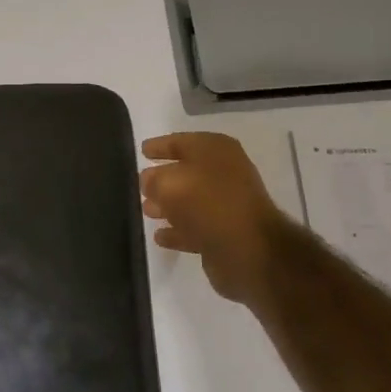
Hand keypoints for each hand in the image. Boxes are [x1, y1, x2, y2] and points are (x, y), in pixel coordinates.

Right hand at [140, 132, 291, 306]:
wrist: (250, 250)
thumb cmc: (209, 204)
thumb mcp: (169, 184)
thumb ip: (153, 179)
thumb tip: (149, 182)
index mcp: (215, 150)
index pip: (180, 141)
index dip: (159, 145)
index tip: (141, 151)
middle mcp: (223, 172)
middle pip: (185, 171)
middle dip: (161, 179)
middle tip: (140, 186)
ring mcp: (226, 204)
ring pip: (189, 201)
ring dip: (167, 206)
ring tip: (146, 211)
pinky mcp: (225, 233)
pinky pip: (194, 227)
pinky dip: (178, 231)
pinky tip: (160, 236)